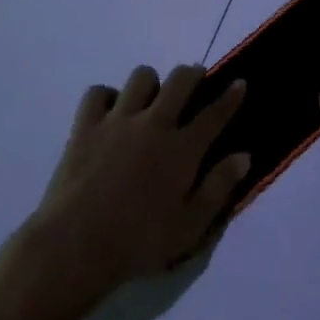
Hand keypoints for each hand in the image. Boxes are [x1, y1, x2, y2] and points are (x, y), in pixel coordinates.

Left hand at [30, 65, 250, 302]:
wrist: (76, 245)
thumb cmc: (139, 242)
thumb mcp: (190, 227)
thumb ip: (218, 188)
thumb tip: (243, 156)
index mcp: (182, 149)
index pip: (214, 114)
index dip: (231, 96)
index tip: (239, 83)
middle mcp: (154, 124)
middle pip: (180, 81)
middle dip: (192, 74)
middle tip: (195, 78)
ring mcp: (118, 121)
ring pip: (141, 78)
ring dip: (151, 82)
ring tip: (151, 96)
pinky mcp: (86, 126)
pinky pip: (98, 92)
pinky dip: (107, 96)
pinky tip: (110, 110)